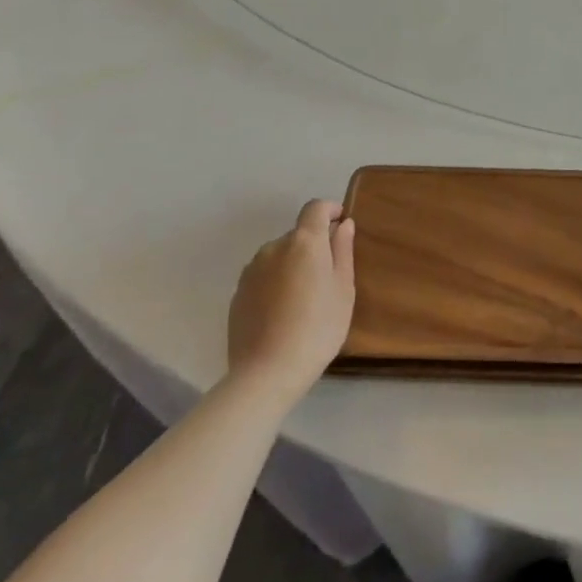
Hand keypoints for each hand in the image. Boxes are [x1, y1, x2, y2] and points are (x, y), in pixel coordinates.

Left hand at [226, 200, 355, 406]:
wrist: (267, 373)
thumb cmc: (318, 328)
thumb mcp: (343, 289)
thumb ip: (343, 251)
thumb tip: (343, 224)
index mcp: (304, 242)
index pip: (315, 208)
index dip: (330, 210)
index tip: (341, 224)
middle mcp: (274, 247)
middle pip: (298, 234)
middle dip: (313, 246)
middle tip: (327, 276)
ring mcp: (251, 270)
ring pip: (279, 256)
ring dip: (293, 265)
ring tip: (303, 299)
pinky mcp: (237, 293)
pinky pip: (263, 276)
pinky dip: (275, 283)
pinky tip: (282, 313)